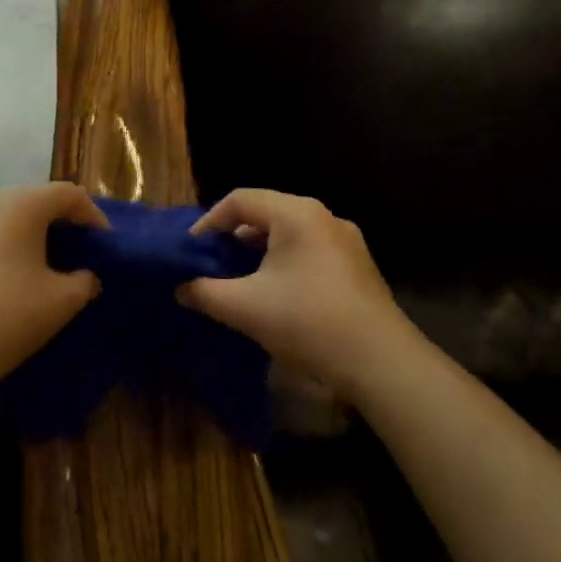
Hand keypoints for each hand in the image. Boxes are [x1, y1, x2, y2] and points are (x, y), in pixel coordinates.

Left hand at [0, 183, 106, 401]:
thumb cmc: (6, 316)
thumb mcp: (61, 301)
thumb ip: (84, 281)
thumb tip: (86, 276)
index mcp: (20, 204)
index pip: (68, 194)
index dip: (93, 216)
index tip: (106, 245)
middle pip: (36, 199)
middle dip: (62, 223)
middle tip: (81, 252)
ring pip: (9, 217)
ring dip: (34, 235)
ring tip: (52, 266)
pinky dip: (10, 247)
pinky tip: (17, 278)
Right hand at [181, 189, 413, 400]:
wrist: (380, 362)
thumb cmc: (307, 322)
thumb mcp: (244, 307)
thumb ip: (204, 292)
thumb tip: (180, 288)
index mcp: (296, 214)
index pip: (240, 200)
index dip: (210, 221)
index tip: (191, 249)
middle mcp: (323, 216)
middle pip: (266, 211)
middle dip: (234, 234)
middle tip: (211, 260)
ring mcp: (345, 240)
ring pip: (289, 232)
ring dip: (259, 249)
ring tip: (238, 276)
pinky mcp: (357, 265)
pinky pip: (310, 249)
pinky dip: (284, 261)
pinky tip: (275, 291)